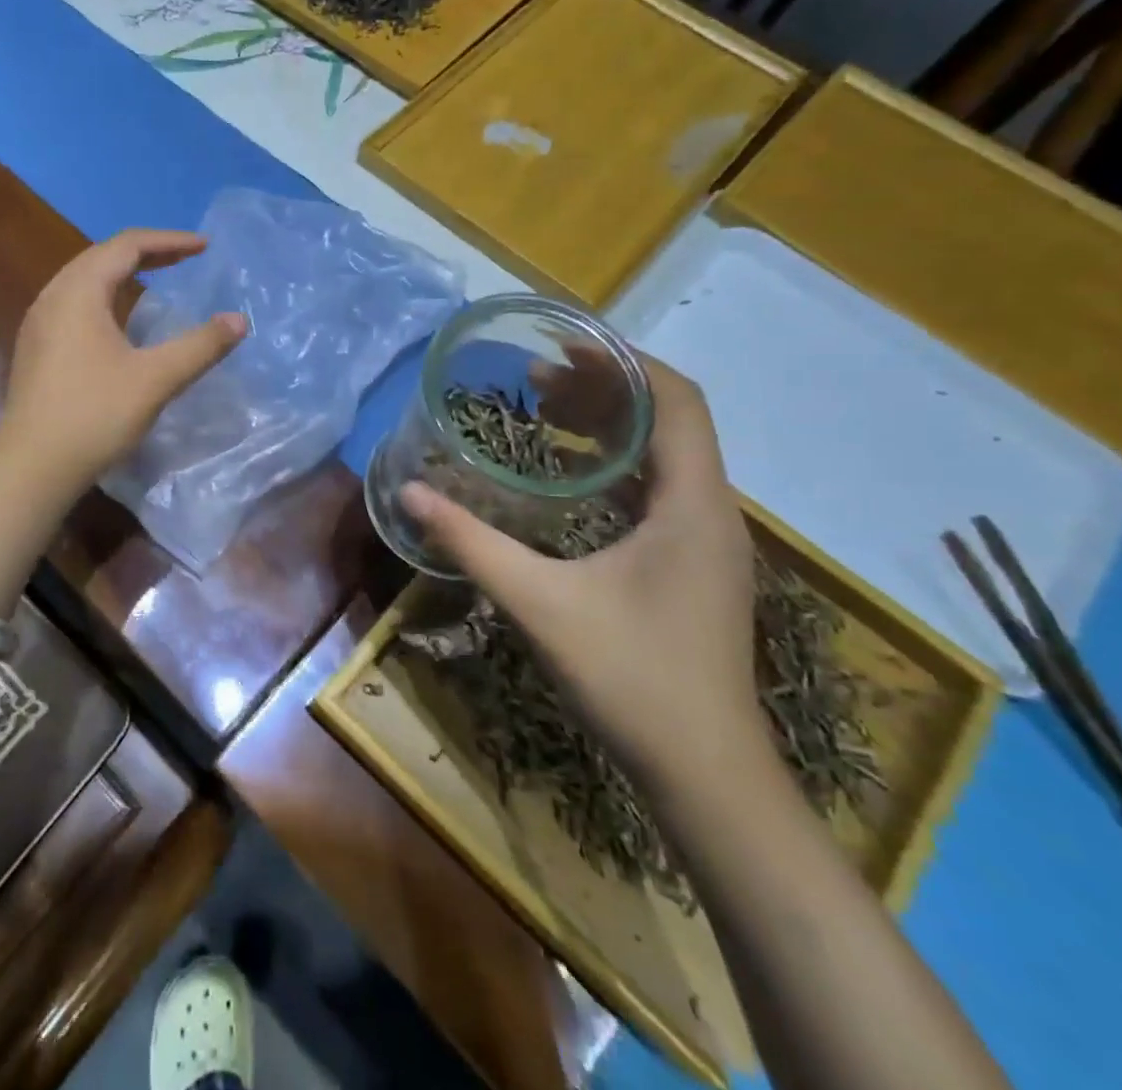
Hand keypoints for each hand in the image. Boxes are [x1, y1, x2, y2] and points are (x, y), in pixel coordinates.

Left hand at [0, 229, 247, 495]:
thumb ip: (200, 346)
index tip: (205, 247)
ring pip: (84, 279)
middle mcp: (53, 296)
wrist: (32, 466)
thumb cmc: (94, 415)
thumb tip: (239, 320)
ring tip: (156, 279)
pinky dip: (105, 296)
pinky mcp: (36, 347)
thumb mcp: (156, 379)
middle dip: (147, 252)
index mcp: (78, 292)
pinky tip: (120, 320)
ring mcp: (39, 322)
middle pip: (102, 256)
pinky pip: (75, 302)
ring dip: (123, 273)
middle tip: (185, 258)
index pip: (126, 246)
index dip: (169, 241)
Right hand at [400, 359, 767, 799]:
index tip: (562, 345)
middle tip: (534, 380)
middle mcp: (711, 512)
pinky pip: (657, 491)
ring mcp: (706, 542)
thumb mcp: (539, 602)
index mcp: (692, 505)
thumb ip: (472, 543)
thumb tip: (411, 493)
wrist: (706, 777)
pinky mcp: (692, 567)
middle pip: (669, 422)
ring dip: (609, 428)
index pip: (677, 400)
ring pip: (664, 458)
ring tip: (545, 414)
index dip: (623, 361)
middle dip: (604, 390)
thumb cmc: (632, 678)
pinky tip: (569, 480)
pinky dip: (614, 467)